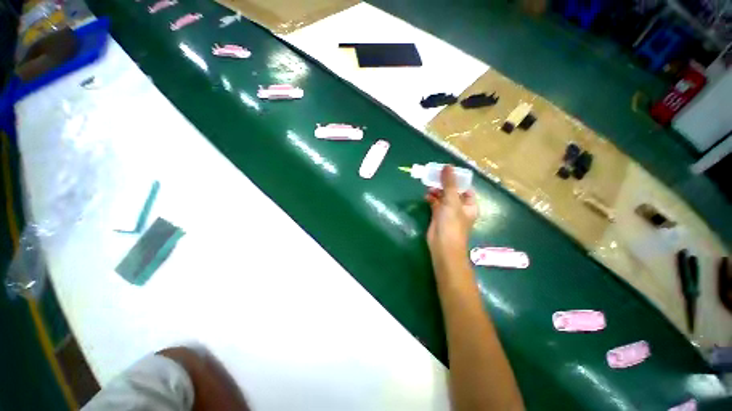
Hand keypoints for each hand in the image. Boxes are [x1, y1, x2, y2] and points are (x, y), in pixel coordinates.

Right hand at [425, 166, 477, 269]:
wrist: (443, 245)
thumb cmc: (452, 223)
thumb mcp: (452, 201)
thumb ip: (449, 184)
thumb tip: (448, 166)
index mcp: (469, 205)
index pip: (466, 188)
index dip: (458, 180)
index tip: (447, 171)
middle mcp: (460, 208)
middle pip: (453, 192)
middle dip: (445, 185)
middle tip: (435, 176)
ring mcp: (449, 212)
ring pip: (443, 198)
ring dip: (437, 191)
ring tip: (429, 185)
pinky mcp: (438, 216)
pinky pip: (435, 204)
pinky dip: (431, 199)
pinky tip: (426, 195)